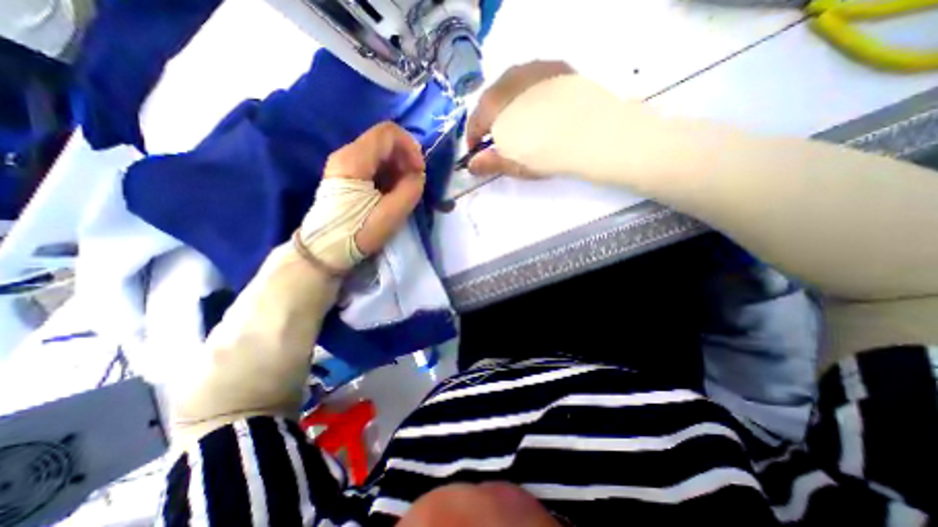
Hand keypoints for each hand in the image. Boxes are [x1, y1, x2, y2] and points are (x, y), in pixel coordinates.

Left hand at [297, 121, 424, 273]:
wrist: (325, 250)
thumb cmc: (358, 233)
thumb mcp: (391, 214)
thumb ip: (411, 189)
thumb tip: (417, 174)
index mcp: (354, 160)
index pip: (388, 132)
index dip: (410, 147)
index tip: (419, 171)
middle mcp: (346, 154)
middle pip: (383, 140)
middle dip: (405, 158)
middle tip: (414, 182)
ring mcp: (344, 164)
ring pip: (379, 152)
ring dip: (398, 166)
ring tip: (404, 189)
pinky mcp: (345, 175)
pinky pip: (372, 164)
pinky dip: (388, 173)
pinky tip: (392, 192)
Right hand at [464, 60, 575, 177]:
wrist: (590, 133)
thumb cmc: (544, 153)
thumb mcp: (513, 164)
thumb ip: (489, 163)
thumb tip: (471, 165)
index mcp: (492, 107)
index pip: (474, 123)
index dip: (473, 139)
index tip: (477, 151)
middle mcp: (507, 80)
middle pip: (490, 102)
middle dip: (490, 120)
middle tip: (499, 137)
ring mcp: (532, 69)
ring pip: (511, 88)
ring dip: (509, 104)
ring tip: (520, 121)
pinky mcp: (555, 66)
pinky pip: (533, 80)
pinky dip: (530, 94)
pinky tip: (541, 107)